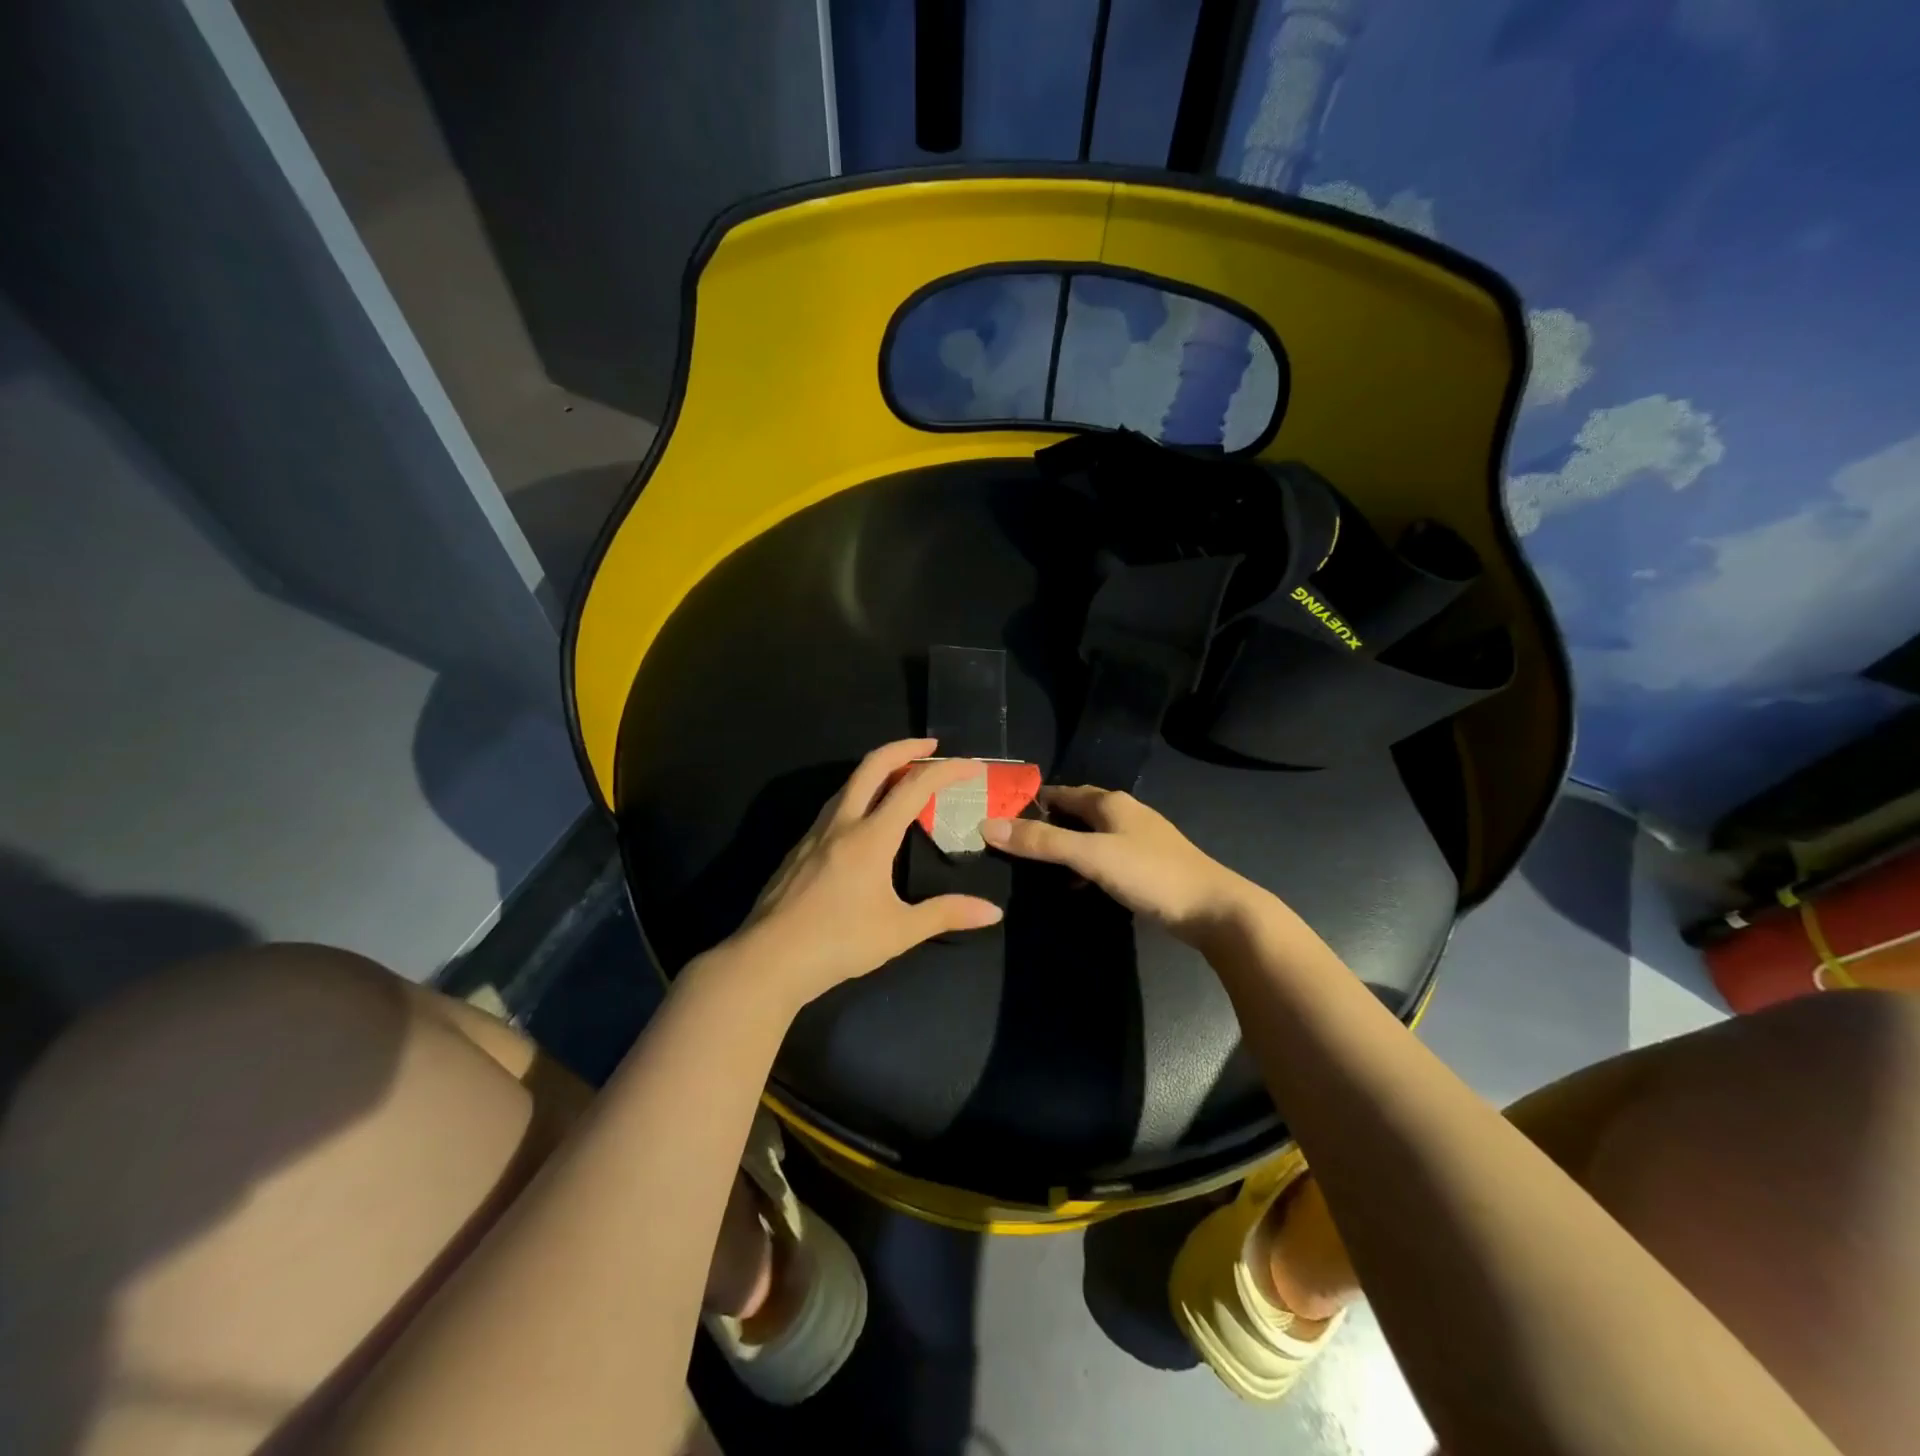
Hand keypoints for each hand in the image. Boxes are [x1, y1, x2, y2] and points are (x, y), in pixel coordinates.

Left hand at [729, 739, 1003, 1006]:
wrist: (767, 961)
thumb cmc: (838, 944)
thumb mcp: (899, 932)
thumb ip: (946, 914)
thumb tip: (994, 912)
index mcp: (870, 837)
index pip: (914, 787)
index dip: (946, 770)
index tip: (971, 765)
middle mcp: (841, 824)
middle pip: (872, 766)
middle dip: (904, 747)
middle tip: (931, 745)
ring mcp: (814, 834)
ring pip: (848, 784)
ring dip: (877, 769)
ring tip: (900, 777)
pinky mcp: (798, 849)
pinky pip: (833, 806)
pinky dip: (858, 794)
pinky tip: (863, 819)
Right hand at [981, 785, 1258, 944]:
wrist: (1214, 909)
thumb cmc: (1150, 874)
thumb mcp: (1091, 856)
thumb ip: (1042, 842)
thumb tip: (987, 825)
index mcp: (1110, 803)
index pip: (1060, 793)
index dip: (1030, 802)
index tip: (999, 816)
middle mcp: (1124, 813)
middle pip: (1076, 812)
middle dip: (1046, 824)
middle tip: (1012, 843)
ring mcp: (1139, 839)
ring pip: (1091, 835)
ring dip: (1065, 847)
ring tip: (1036, 867)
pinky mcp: (1147, 865)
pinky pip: (1104, 856)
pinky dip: (1085, 865)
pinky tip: (1076, 885)